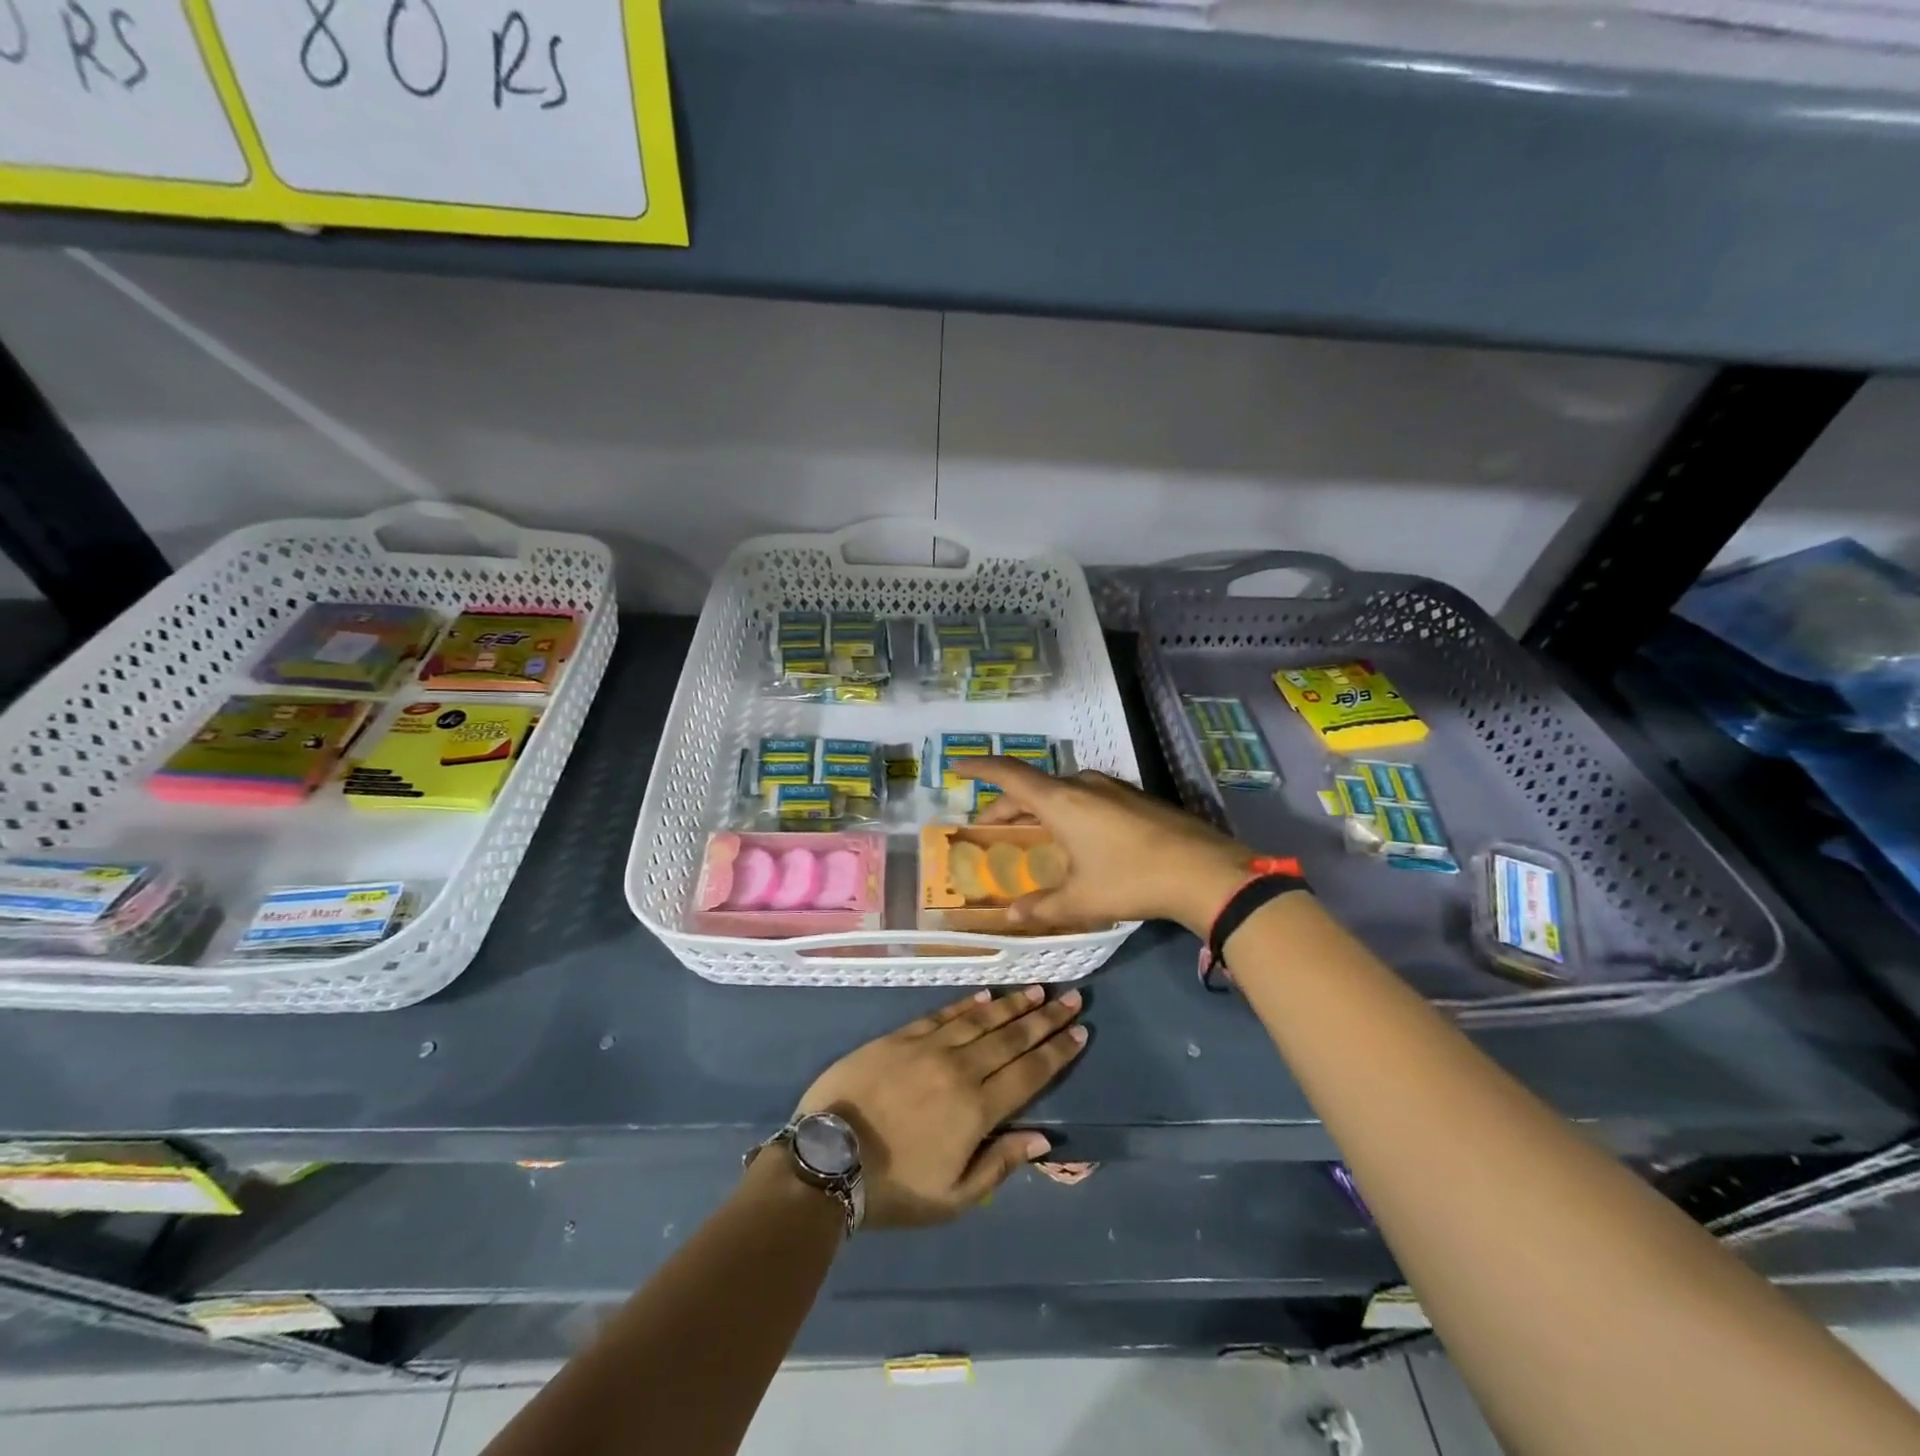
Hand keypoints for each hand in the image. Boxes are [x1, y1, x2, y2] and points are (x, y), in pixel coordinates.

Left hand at [795, 986, 1085, 1228]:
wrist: (828, 1159)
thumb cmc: (894, 1187)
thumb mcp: (952, 1197)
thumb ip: (999, 1164)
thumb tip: (1042, 1138)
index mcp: (977, 1109)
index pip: (1029, 1073)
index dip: (1057, 1052)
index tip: (1080, 1031)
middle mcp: (960, 1069)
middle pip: (1012, 1038)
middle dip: (1045, 1019)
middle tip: (1072, 998)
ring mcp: (929, 1048)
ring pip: (981, 1020)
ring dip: (1012, 1004)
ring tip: (1038, 990)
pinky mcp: (901, 1037)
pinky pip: (943, 1014)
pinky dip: (967, 1004)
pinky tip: (985, 995)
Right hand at [951, 758, 1255, 936]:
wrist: (1205, 871)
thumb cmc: (1132, 880)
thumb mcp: (1081, 900)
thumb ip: (1042, 906)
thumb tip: (1012, 916)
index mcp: (1061, 801)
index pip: (1009, 775)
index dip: (980, 767)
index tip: (957, 765)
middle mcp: (1084, 785)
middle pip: (1033, 786)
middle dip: (1007, 804)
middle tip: (990, 826)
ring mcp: (1113, 788)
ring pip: (1062, 789)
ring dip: (1039, 806)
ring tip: (1031, 830)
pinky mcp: (1136, 798)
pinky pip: (1087, 795)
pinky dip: (1066, 808)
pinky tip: (1076, 833)